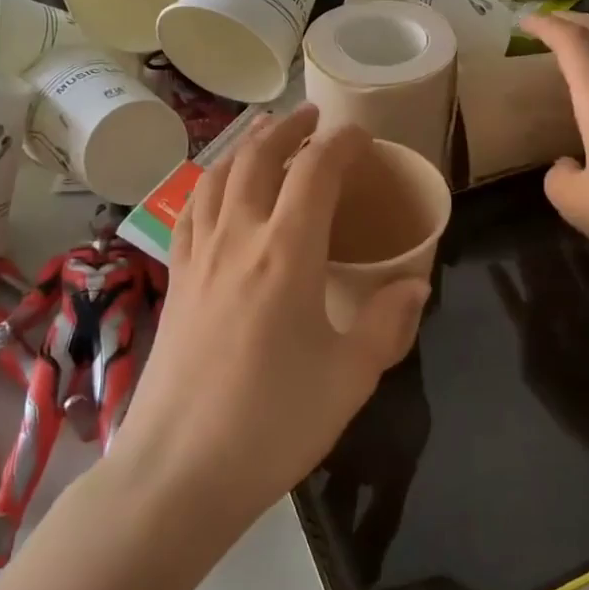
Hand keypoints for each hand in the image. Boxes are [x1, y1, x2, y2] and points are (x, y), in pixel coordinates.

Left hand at [109, 106, 430, 529]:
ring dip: (243, 146)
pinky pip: (189, 210)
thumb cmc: (272, 424)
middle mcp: (237, 239)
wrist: (178, 472)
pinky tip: (216, 189)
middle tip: (311, 117)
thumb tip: (414, 285)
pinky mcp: (175, 281)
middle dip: (287, 129)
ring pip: (216, 176)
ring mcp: (197, 257)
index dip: (341, 144)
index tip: (361, 137)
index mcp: (286, 254)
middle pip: (257, 158)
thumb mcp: (350, 378)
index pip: (315, 172)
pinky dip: (207, 182)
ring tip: (263, 135)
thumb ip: (386, 323)